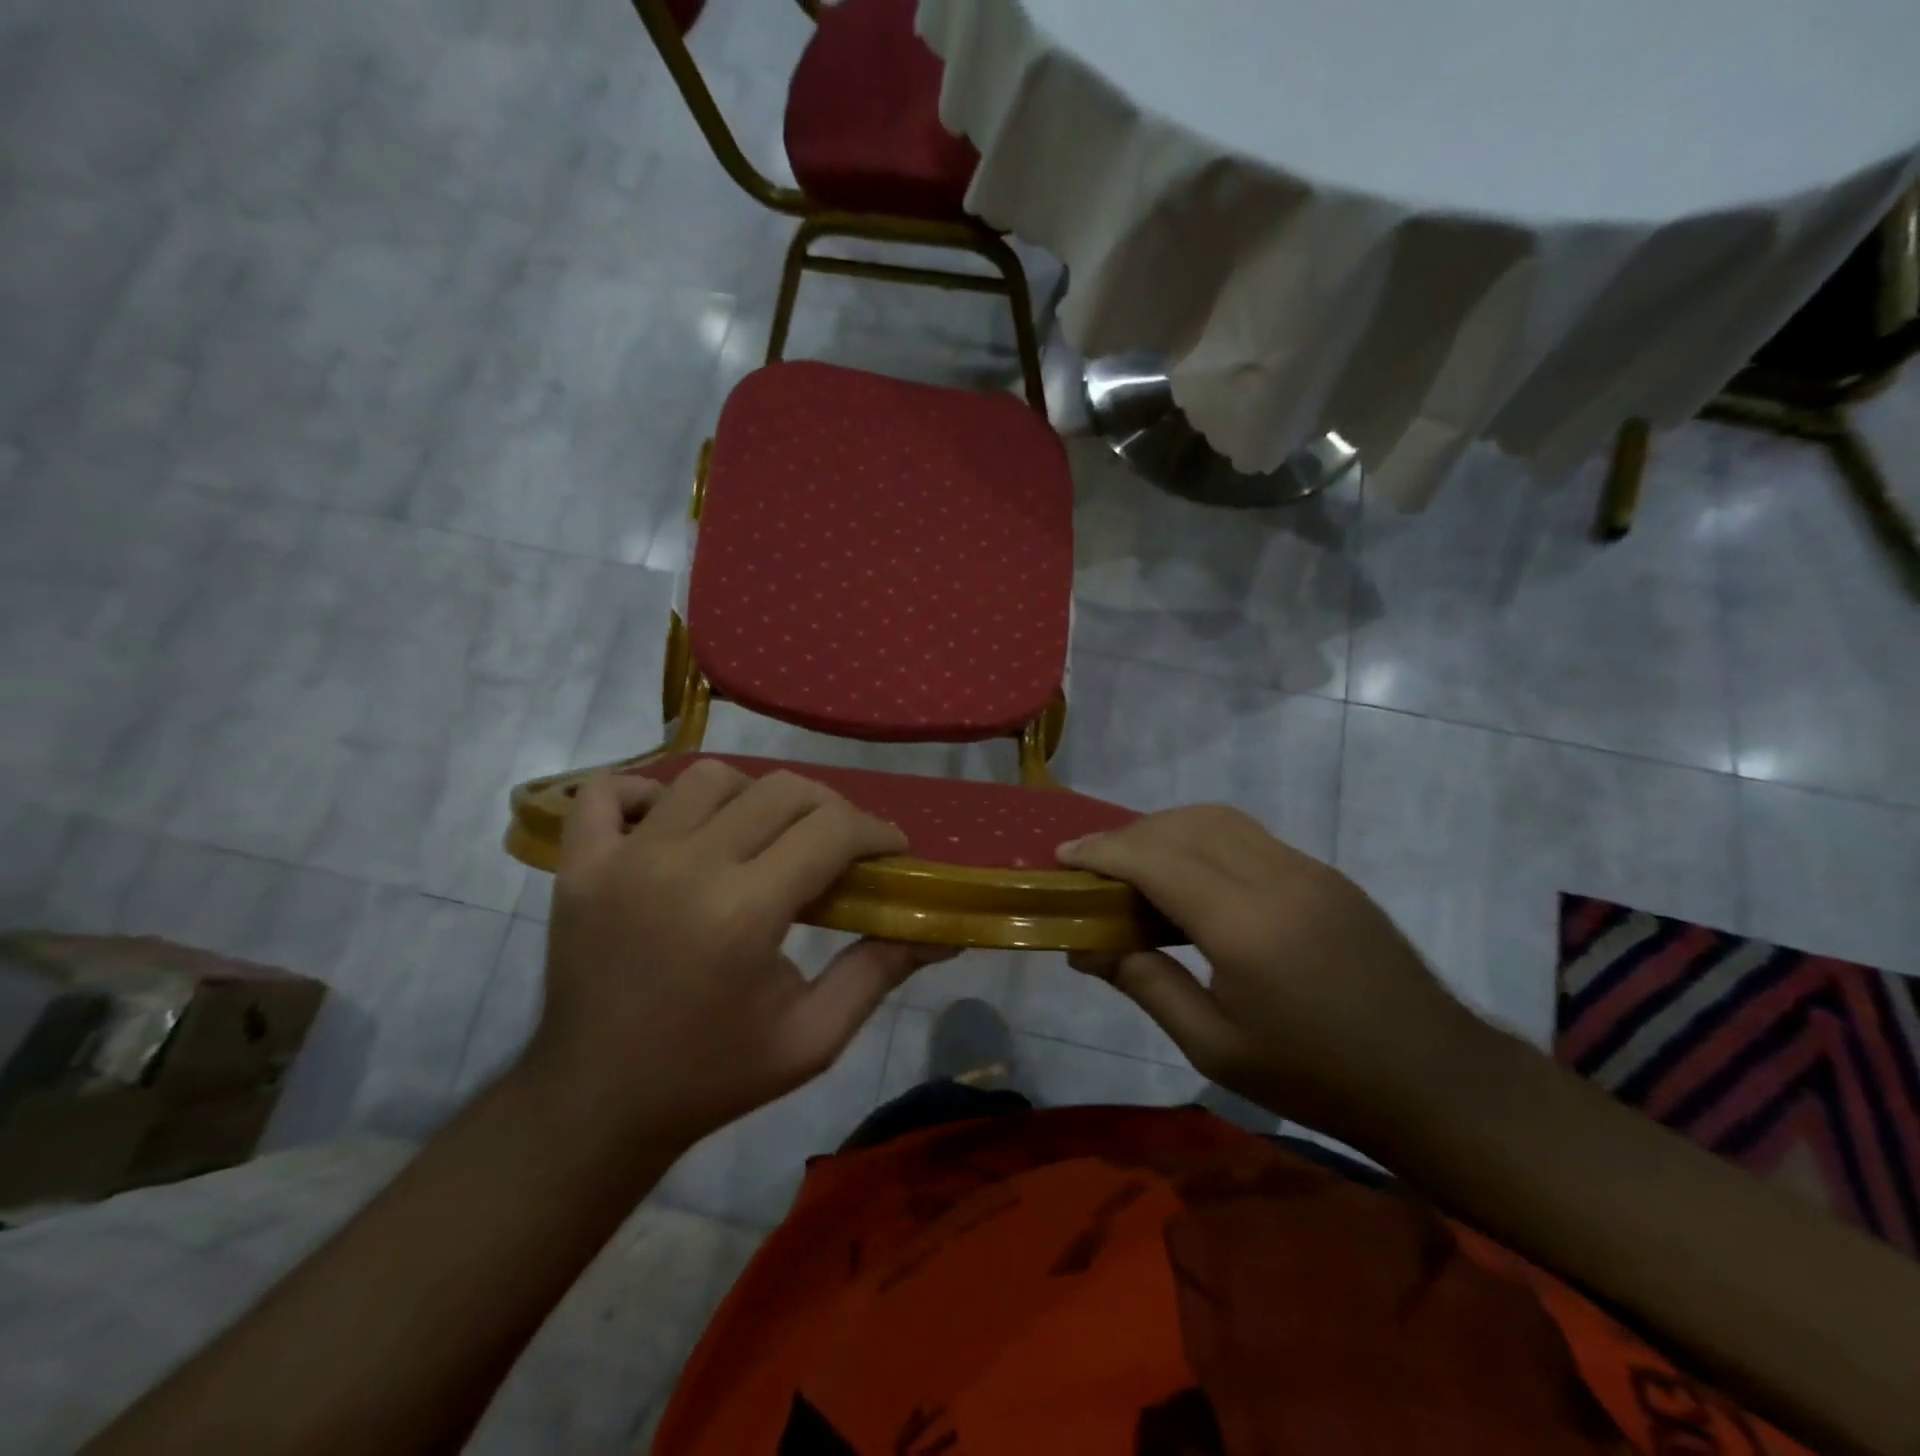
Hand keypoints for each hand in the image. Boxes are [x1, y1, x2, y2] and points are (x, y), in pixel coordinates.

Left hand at [527, 762, 952, 1153]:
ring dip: (753, 797)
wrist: (596, 1105)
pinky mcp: (580, 866)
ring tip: (764, 836)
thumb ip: (878, 973)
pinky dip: (645, 792)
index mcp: (744, 913)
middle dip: (830, 809)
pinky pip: (609, 793)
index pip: (832, 830)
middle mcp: (684, 868)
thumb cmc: (713, 1076)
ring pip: (709, 778)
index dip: (875, 831)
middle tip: (840, 846)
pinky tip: (674, 823)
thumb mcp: (813, 1038)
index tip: (891, 850)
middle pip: (781, 790)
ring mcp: (623, 860)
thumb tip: (941, 933)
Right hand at [1059, 806, 1489, 1141]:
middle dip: (1129, 835)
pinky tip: (1191, 879)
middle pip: (1184, 826)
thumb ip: (1146, 985)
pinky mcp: (1325, 874)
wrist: (1436, 1081)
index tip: (1064, 857)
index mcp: (1245, 927)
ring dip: (1166, 830)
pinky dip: (1202, 840)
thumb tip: (1084, 948)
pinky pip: (1248, 836)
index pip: (1156, 859)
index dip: (1103, 851)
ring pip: (1218, 820)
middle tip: (1094, 867)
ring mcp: (1307, 869)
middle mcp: (1276, 879)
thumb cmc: (1316, 1078)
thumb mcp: (1216, 1048)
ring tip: (1135, 867)